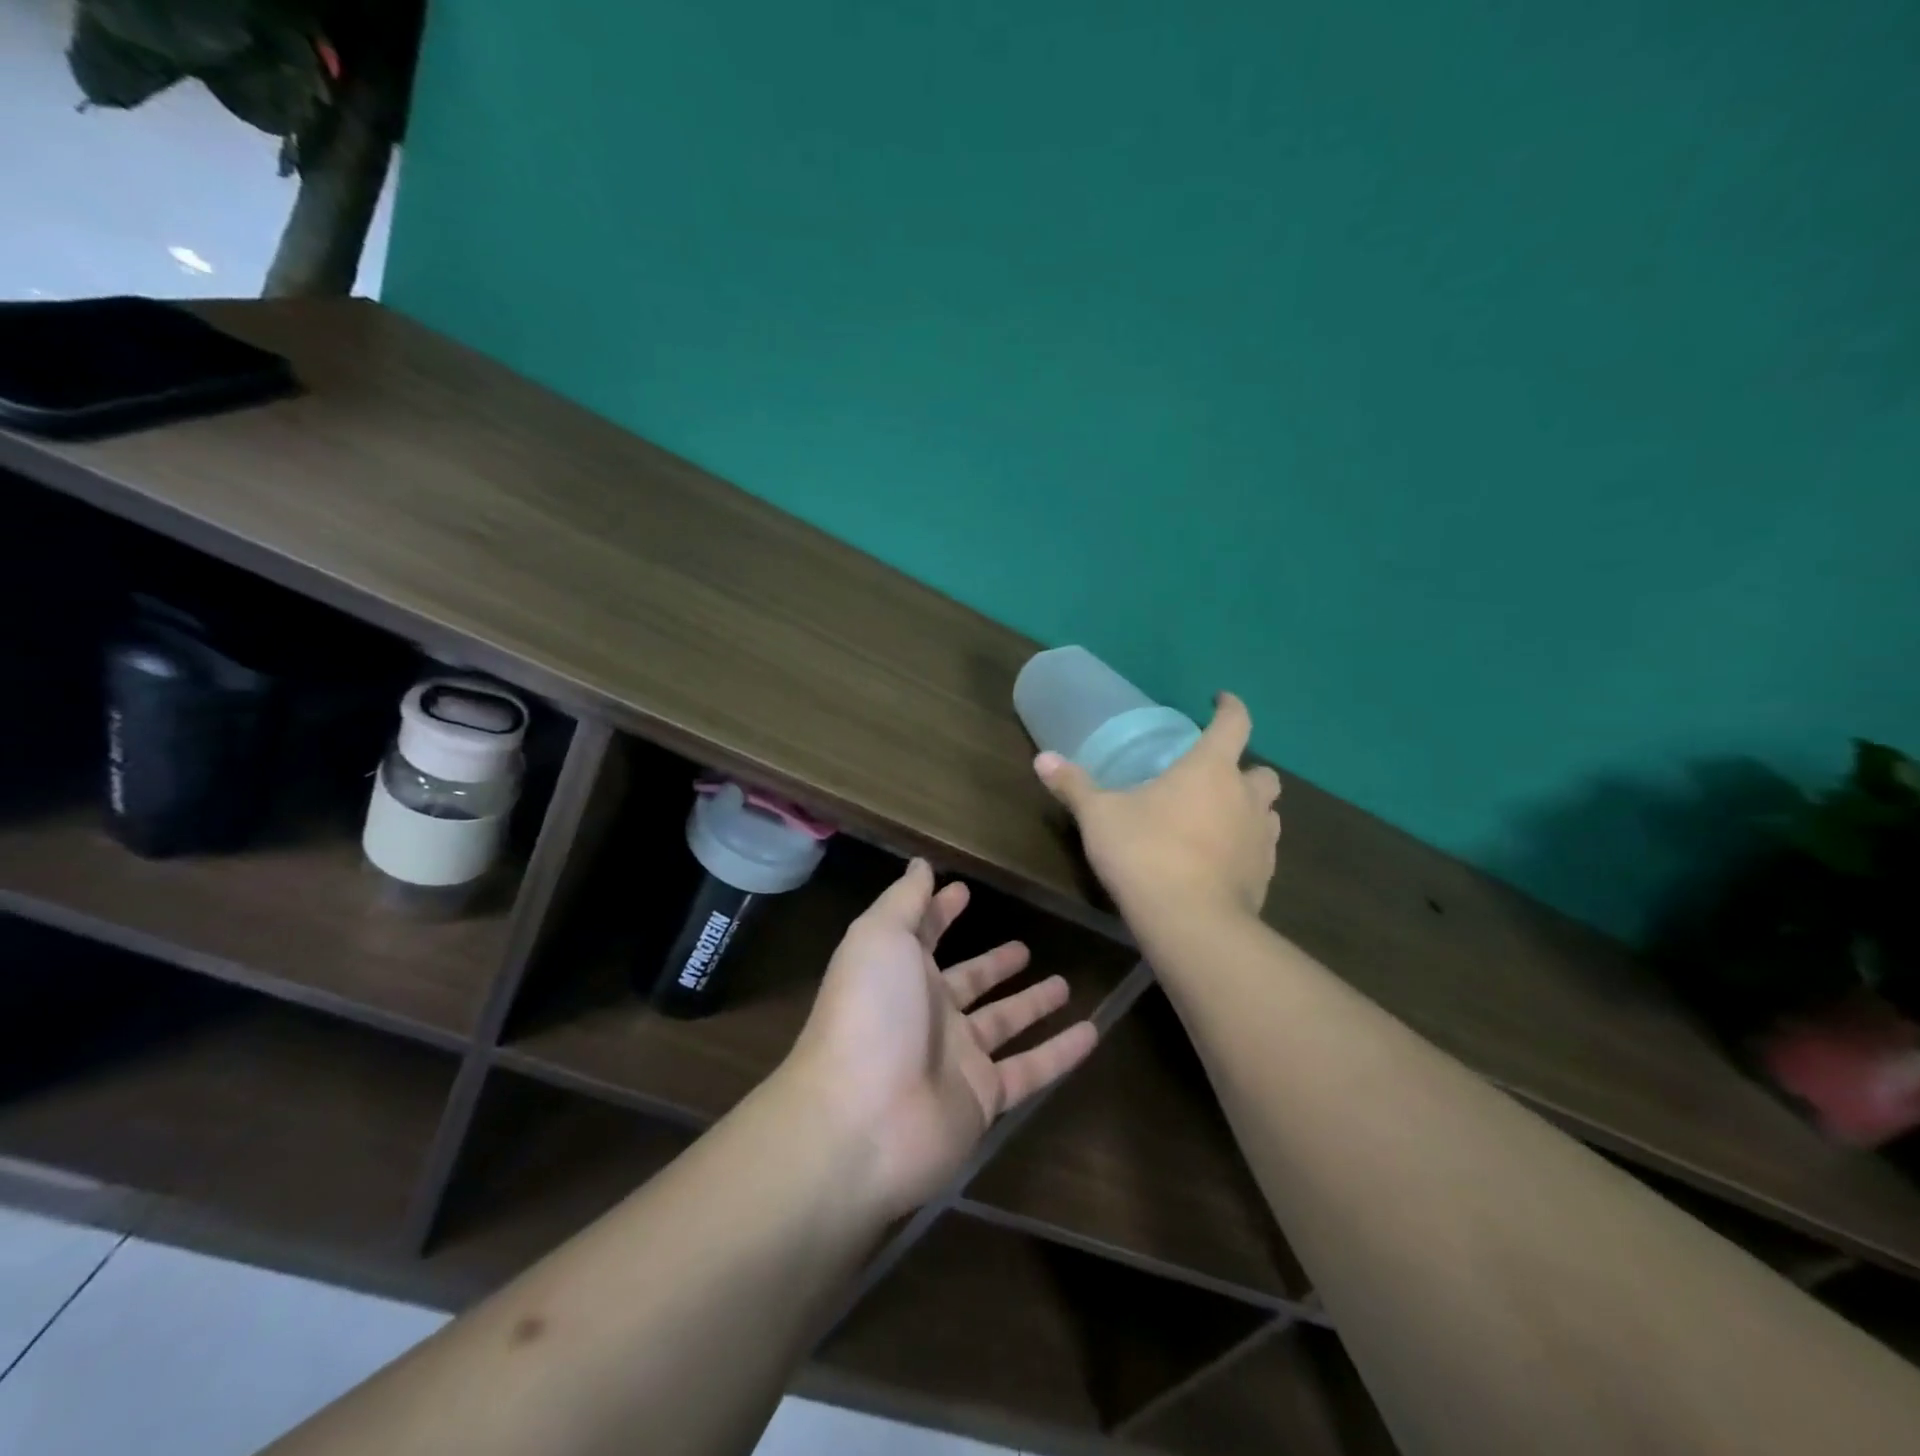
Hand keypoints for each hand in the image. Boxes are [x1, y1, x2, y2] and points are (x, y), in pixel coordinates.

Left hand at [785, 860, 1098, 1216]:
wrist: (862, 1121)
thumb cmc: (870, 1014)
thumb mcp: (880, 938)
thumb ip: (904, 901)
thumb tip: (920, 864)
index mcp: (899, 972)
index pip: (924, 934)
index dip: (940, 911)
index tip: (964, 891)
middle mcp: (928, 1013)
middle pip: (968, 982)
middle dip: (993, 964)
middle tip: (1025, 948)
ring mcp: (956, 1058)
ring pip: (1002, 1024)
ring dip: (1031, 1004)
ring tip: (1064, 984)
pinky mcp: (983, 1098)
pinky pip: (1030, 1070)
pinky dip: (1061, 1053)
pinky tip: (1093, 1032)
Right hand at [1034, 691, 1281, 922]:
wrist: (1191, 923)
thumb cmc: (1145, 853)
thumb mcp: (1099, 816)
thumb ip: (1073, 785)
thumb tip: (1042, 758)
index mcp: (1210, 768)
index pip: (1235, 723)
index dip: (1230, 707)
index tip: (1221, 700)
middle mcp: (1245, 797)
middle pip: (1262, 772)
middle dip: (1243, 769)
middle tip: (1213, 779)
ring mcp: (1262, 839)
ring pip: (1269, 812)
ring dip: (1250, 809)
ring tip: (1218, 820)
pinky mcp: (1265, 877)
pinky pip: (1263, 850)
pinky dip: (1246, 848)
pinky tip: (1220, 861)